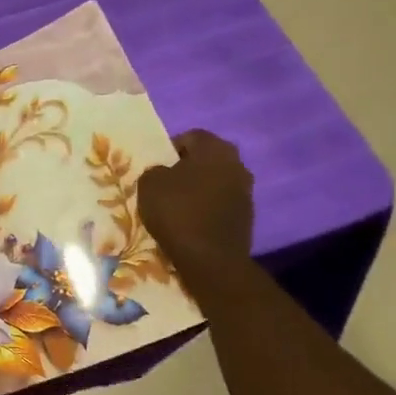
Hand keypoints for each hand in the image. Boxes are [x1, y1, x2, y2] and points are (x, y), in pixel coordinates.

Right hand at [136, 129, 254, 288]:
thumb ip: (155, 171)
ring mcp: (246, 192)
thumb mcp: (149, 184)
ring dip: (198, 190)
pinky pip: (220, 204)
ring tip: (176, 206)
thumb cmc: (177, 212)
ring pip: (215, 182)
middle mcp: (237, 164)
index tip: (156, 166)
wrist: (210, 258)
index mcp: (216, 149)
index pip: (191, 136)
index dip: (170, 148)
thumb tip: (164, 173)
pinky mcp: (246, 217)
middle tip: (165, 185)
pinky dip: (206, 209)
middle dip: (186, 169)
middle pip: (207, 159)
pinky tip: (190, 223)